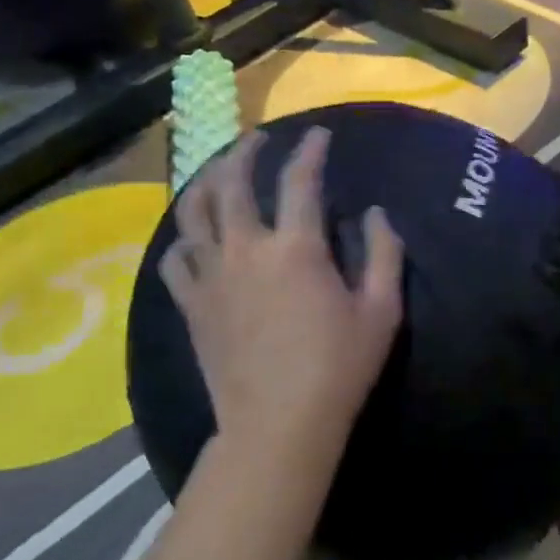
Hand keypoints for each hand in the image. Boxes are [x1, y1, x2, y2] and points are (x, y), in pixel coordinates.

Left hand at [160, 128, 403, 457]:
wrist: (278, 424)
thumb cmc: (338, 368)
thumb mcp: (382, 312)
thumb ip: (384, 254)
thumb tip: (374, 213)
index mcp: (296, 248)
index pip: (300, 181)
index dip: (310, 151)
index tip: (317, 134)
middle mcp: (245, 250)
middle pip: (232, 183)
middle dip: (245, 152)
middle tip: (257, 139)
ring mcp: (211, 277)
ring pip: (194, 212)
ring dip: (205, 182)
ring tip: (217, 171)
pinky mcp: (191, 305)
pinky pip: (175, 260)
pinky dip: (182, 241)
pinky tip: (192, 239)